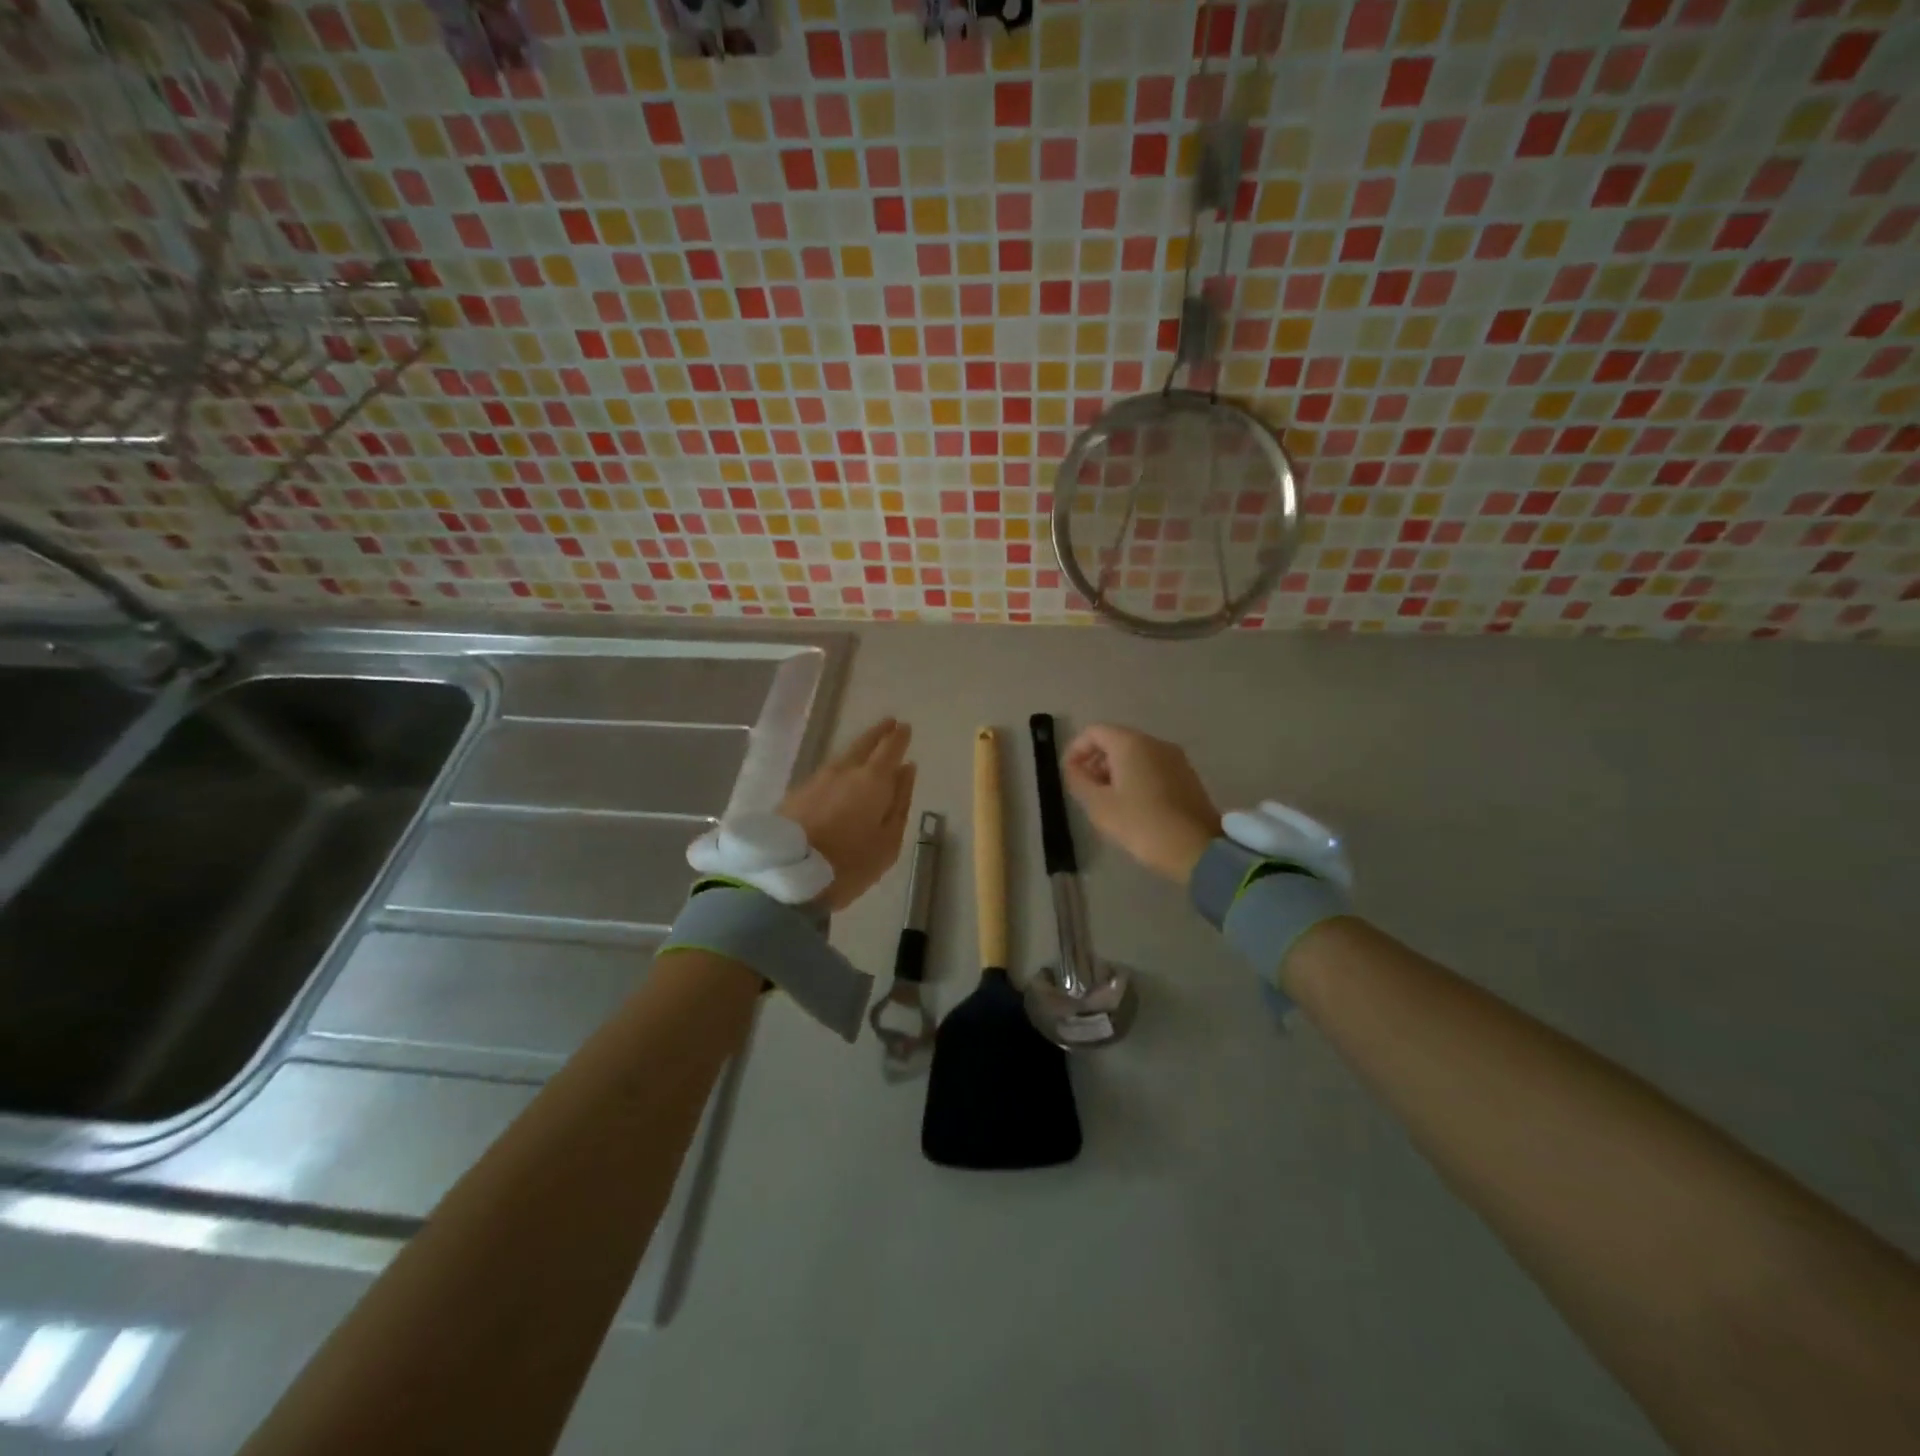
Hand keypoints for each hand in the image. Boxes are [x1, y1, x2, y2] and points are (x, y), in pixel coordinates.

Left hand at [780, 718, 916, 911]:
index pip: (889, 748)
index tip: (905, 727)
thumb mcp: (888, 841)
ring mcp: (817, 779)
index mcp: (872, 780)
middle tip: (889, 723)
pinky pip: (826, 772)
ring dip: (858, 748)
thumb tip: (907, 770)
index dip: (899, 736)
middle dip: (878, 733)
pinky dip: (840, 767)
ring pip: (843, 756)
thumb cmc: (849, 863)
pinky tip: (842, 775)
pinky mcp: (797, 793)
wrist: (787, 875)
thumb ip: (900, 802)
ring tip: (867, 747)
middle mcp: (844, 770)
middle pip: (863, 744)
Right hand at [1062, 725, 1220, 884]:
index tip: (1068, 774)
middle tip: (1086, 790)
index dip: (1075, 750)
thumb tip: (1072, 768)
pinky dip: (1136, 777)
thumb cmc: (1141, 824)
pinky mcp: (1187, 776)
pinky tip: (1132, 805)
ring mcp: (1175, 758)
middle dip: (1096, 761)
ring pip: (1136, 754)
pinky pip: (1153, 767)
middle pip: (1116, 740)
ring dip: (1115, 771)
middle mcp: (1154, 742)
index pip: (1094, 732)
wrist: (1198, 849)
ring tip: (1107, 801)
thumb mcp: (1099, 806)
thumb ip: (1078, 781)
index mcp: (1131, 744)